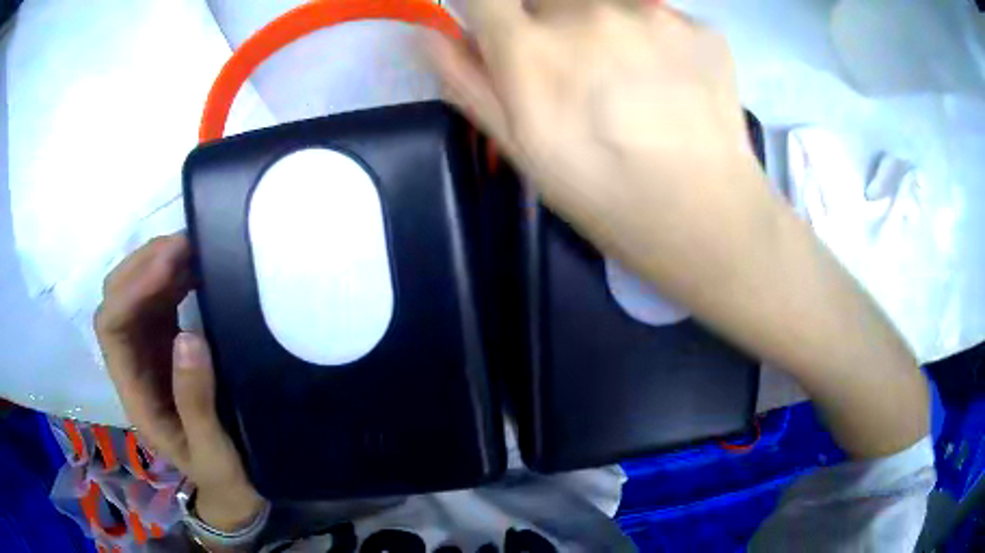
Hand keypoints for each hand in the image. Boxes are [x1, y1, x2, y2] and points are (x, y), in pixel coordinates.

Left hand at [95, 234, 264, 531]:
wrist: (232, 485)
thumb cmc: (222, 474)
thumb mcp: (211, 452)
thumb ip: (195, 403)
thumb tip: (188, 338)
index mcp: (134, 394)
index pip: (111, 328)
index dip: (131, 291)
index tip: (170, 265)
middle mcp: (132, 365)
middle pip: (116, 301)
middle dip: (141, 266)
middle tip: (183, 245)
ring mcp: (148, 352)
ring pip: (136, 295)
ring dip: (158, 264)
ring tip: (193, 247)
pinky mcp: (167, 345)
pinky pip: (161, 301)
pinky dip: (175, 276)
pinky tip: (196, 266)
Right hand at [430, 0, 776, 304]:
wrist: (706, 218)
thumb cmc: (605, 196)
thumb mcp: (521, 151)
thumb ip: (468, 82)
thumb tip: (431, 33)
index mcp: (532, 50)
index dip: (487, 9)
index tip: (501, 30)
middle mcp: (586, 12)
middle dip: (545, 20)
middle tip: (575, 69)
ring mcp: (650, 13)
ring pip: (601, 1)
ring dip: (601, 24)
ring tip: (628, 76)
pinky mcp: (697, 26)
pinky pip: (655, 15)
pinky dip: (652, 37)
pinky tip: (669, 80)